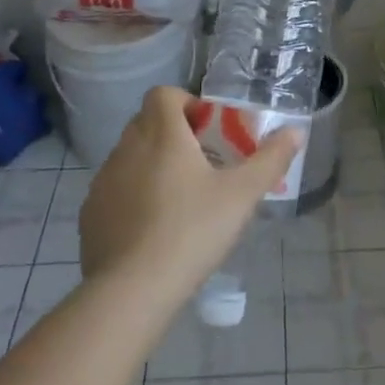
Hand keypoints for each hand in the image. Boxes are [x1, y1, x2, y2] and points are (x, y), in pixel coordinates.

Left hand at [79, 86, 302, 296]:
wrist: (131, 291)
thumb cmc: (192, 230)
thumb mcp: (242, 195)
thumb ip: (270, 159)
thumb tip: (295, 131)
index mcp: (162, 134)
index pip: (163, 94)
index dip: (186, 102)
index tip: (208, 129)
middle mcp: (127, 148)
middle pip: (146, 123)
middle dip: (173, 134)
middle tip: (201, 164)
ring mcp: (103, 181)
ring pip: (129, 156)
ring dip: (151, 164)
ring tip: (178, 199)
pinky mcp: (89, 214)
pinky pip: (114, 190)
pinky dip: (132, 196)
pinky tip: (152, 229)